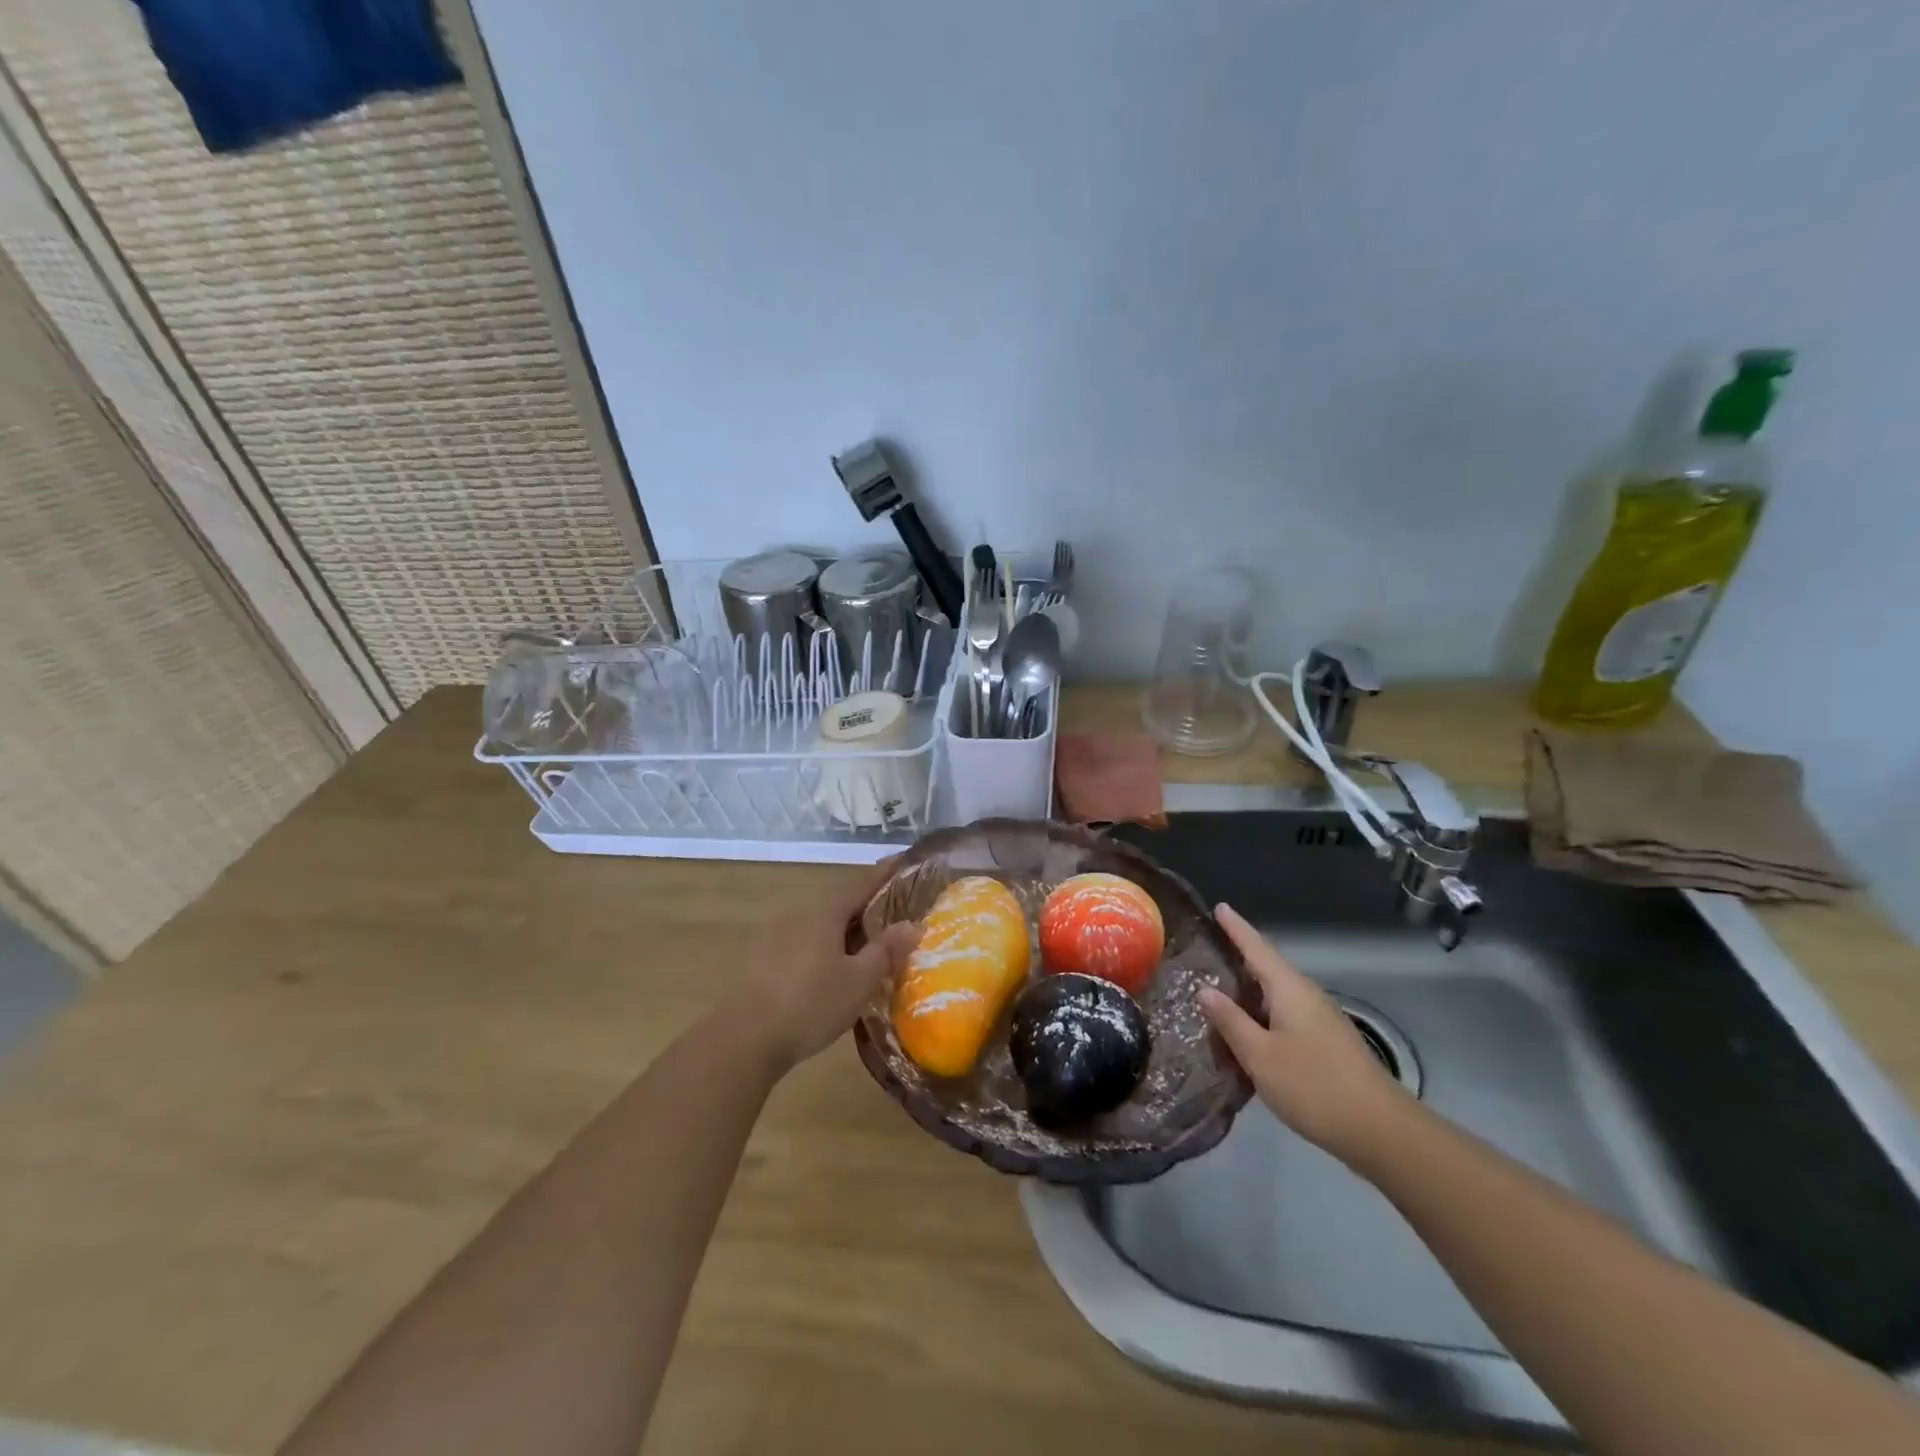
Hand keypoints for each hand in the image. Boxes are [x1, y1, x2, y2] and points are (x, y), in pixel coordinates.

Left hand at [734, 860, 920, 1073]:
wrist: (745, 1039)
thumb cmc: (811, 1004)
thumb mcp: (859, 981)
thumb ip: (886, 950)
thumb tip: (912, 924)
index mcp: (825, 912)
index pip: (861, 882)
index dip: (884, 873)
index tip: (903, 861)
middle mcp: (799, 915)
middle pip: (840, 903)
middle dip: (867, 907)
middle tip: (894, 916)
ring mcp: (777, 937)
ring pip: (822, 925)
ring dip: (846, 932)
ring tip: (868, 949)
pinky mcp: (764, 961)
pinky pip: (806, 943)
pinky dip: (826, 948)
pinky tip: (834, 971)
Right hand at [1199, 902, 1410, 1162]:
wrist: (1380, 1131)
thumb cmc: (1314, 1085)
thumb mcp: (1260, 1055)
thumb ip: (1230, 1021)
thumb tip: (1205, 990)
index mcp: (1289, 989)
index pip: (1257, 947)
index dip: (1236, 927)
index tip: (1219, 906)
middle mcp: (1306, 996)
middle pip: (1268, 967)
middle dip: (1240, 956)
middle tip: (1209, 948)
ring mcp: (1320, 1019)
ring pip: (1276, 994)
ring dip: (1249, 989)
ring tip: (1219, 989)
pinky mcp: (1326, 1043)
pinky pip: (1285, 1015)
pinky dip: (1262, 1013)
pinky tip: (1248, 1030)